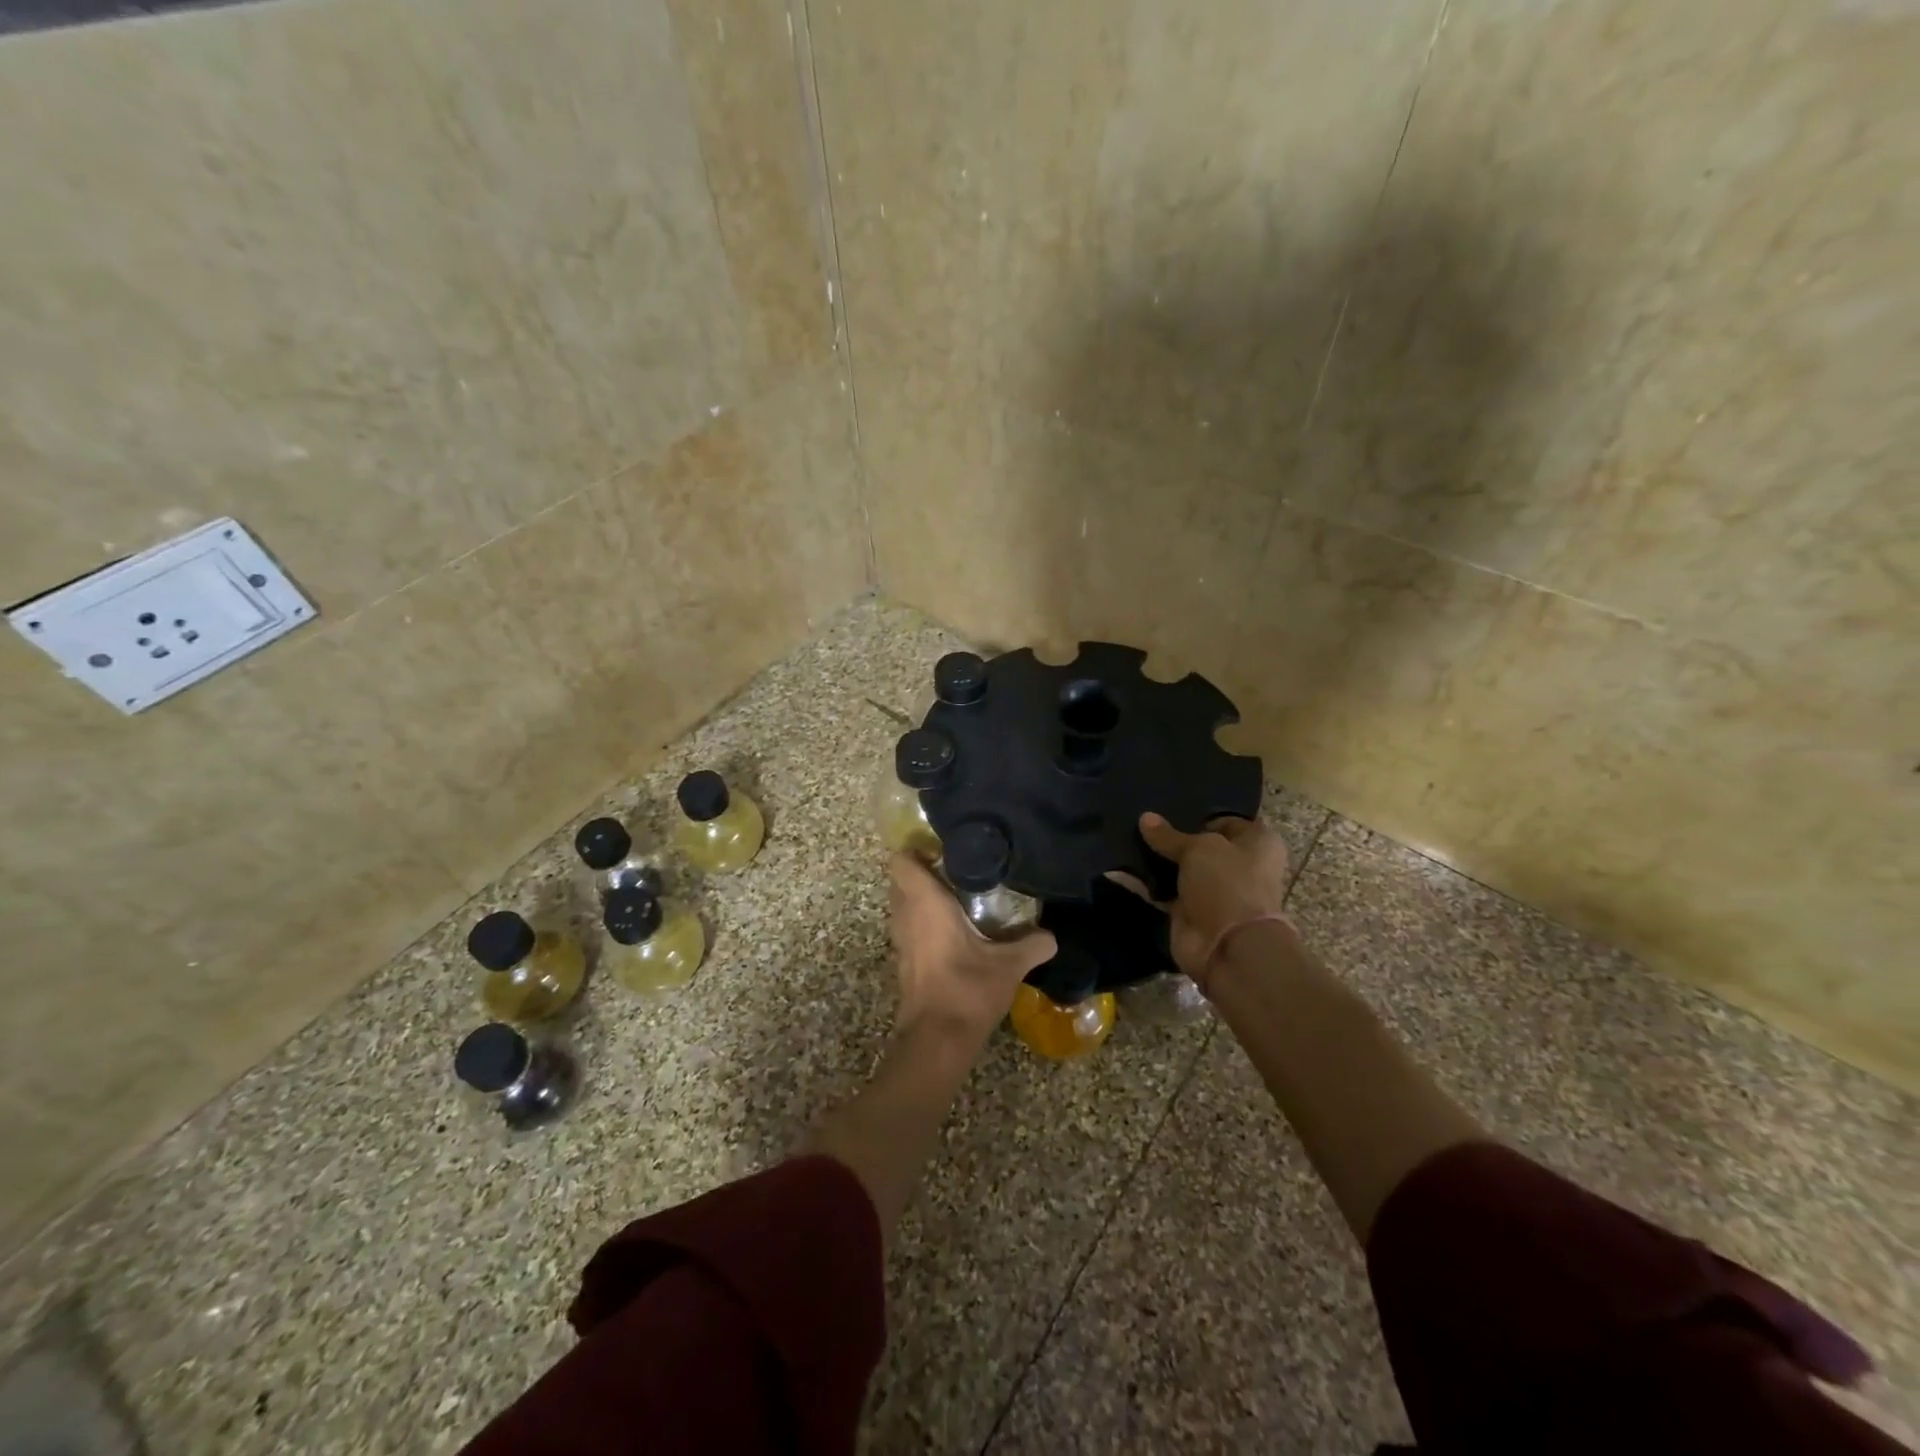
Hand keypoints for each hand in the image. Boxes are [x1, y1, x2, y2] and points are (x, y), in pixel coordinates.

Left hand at [888, 854, 1056, 1046]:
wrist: (937, 1041)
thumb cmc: (967, 990)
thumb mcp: (1009, 966)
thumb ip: (1032, 945)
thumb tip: (1052, 936)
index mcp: (926, 904)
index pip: (902, 862)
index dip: (916, 850)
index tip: (943, 849)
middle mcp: (907, 917)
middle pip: (901, 881)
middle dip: (922, 873)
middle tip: (955, 871)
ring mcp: (901, 941)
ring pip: (903, 907)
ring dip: (921, 900)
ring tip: (956, 898)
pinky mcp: (904, 963)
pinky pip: (908, 929)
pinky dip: (923, 924)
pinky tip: (953, 933)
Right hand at [1138, 812, 1290, 979]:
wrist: (1229, 947)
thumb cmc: (1228, 883)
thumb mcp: (1198, 848)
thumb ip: (1169, 835)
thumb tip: (1145, 818)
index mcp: (1257, 843)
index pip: (1227, 820)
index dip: (1199, 813)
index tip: (1168, 806)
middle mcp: (1238, 866)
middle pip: (1200, 845)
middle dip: (1173, 836)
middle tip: (1141, 819)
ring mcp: (1212, 891)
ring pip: (1179, 868)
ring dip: (1156, 859)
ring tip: (1124, 837)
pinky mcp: (1189, 912)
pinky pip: (1162, 891)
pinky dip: (1142, 883)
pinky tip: (1117, 867)